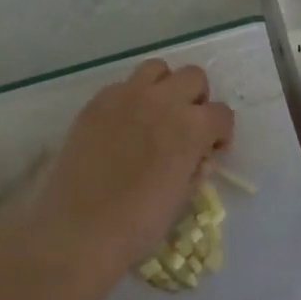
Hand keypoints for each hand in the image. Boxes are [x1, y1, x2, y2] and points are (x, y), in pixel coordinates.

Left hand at [20, 60, 233, 277]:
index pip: (222, 113)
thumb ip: (196, 167)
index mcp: (191, 128)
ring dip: (165, 87)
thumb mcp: (182, 197)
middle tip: (186, 127)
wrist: (79, 230)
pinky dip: (132, 98)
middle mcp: (162, 101)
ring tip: (156, 115)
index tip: (211, 151)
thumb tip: (199, 155)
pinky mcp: (96, 103)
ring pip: (157, 69)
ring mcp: (126, 97)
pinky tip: (123, 127)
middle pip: (193, 77)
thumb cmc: (139, 224)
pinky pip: (123, 86)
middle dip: (197, 100)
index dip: (221, 133)